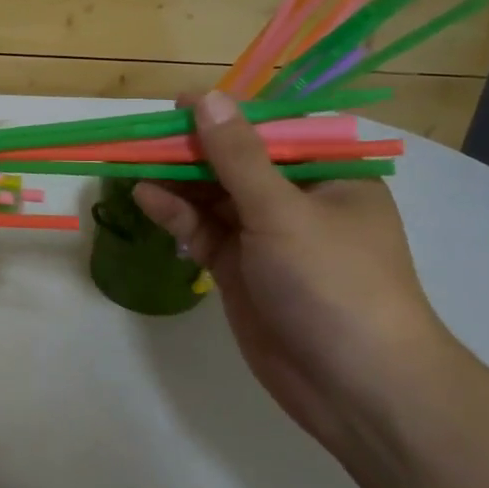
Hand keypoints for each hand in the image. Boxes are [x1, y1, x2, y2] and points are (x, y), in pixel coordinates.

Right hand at [133, 91, 456, 450]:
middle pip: (236, 163)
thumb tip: (208, 98)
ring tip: (133, 164)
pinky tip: (146, 198)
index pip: (271, 132)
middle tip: (143, 137)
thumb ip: (238, 156)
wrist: (355, 388)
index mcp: (328, 176)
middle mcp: (298, 201)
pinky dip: (177, 216)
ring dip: (177, 182)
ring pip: (214, 198)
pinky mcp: (241, 271)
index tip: (178, 105)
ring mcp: (267, 238)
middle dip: (192, 151)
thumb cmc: (333, 283)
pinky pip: (205, 232)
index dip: (225, 116)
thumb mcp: (284, 211)